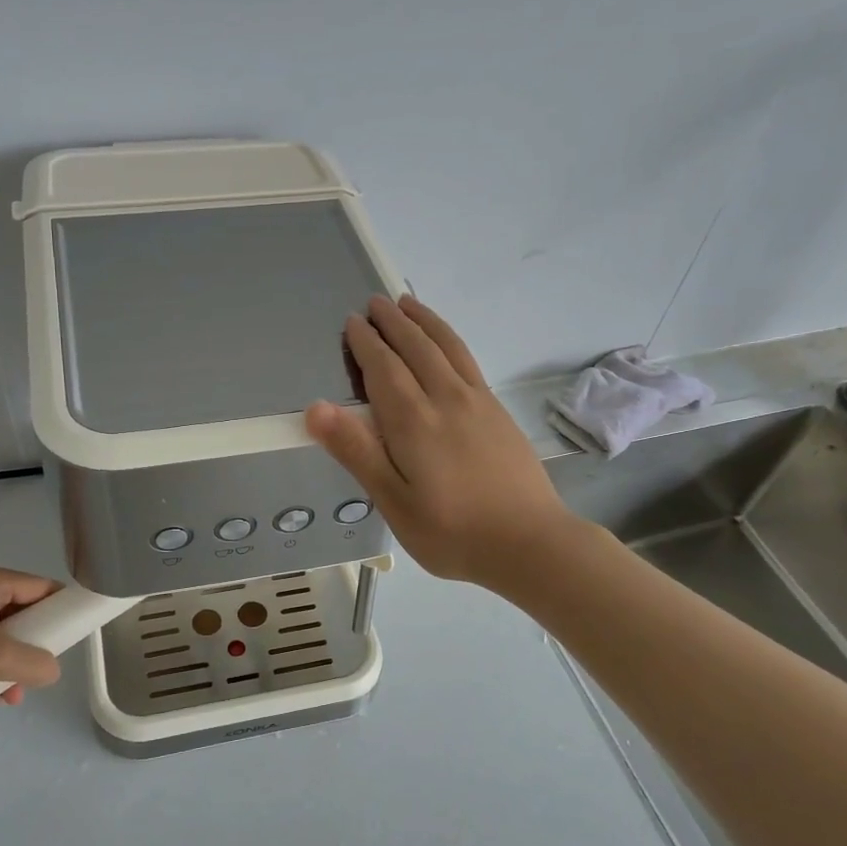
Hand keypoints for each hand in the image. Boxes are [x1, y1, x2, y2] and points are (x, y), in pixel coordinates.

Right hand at [307, 294, 573, 590]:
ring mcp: (478, 403)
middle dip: (393, 323)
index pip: (383, 368)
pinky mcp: (498, 412)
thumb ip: (357, 451)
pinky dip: (450, 339)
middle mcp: (446, 399)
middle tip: (374, 302)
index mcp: (414, 421)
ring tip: (408, 304)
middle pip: (416, 348)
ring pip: (447, 347)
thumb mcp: (393, 501)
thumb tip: (316, 407)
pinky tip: (447, 344)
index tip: (352, 322)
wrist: (530, 543)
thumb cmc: (452, 532)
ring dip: (424, 322)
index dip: (366, 343)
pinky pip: (467, 360)